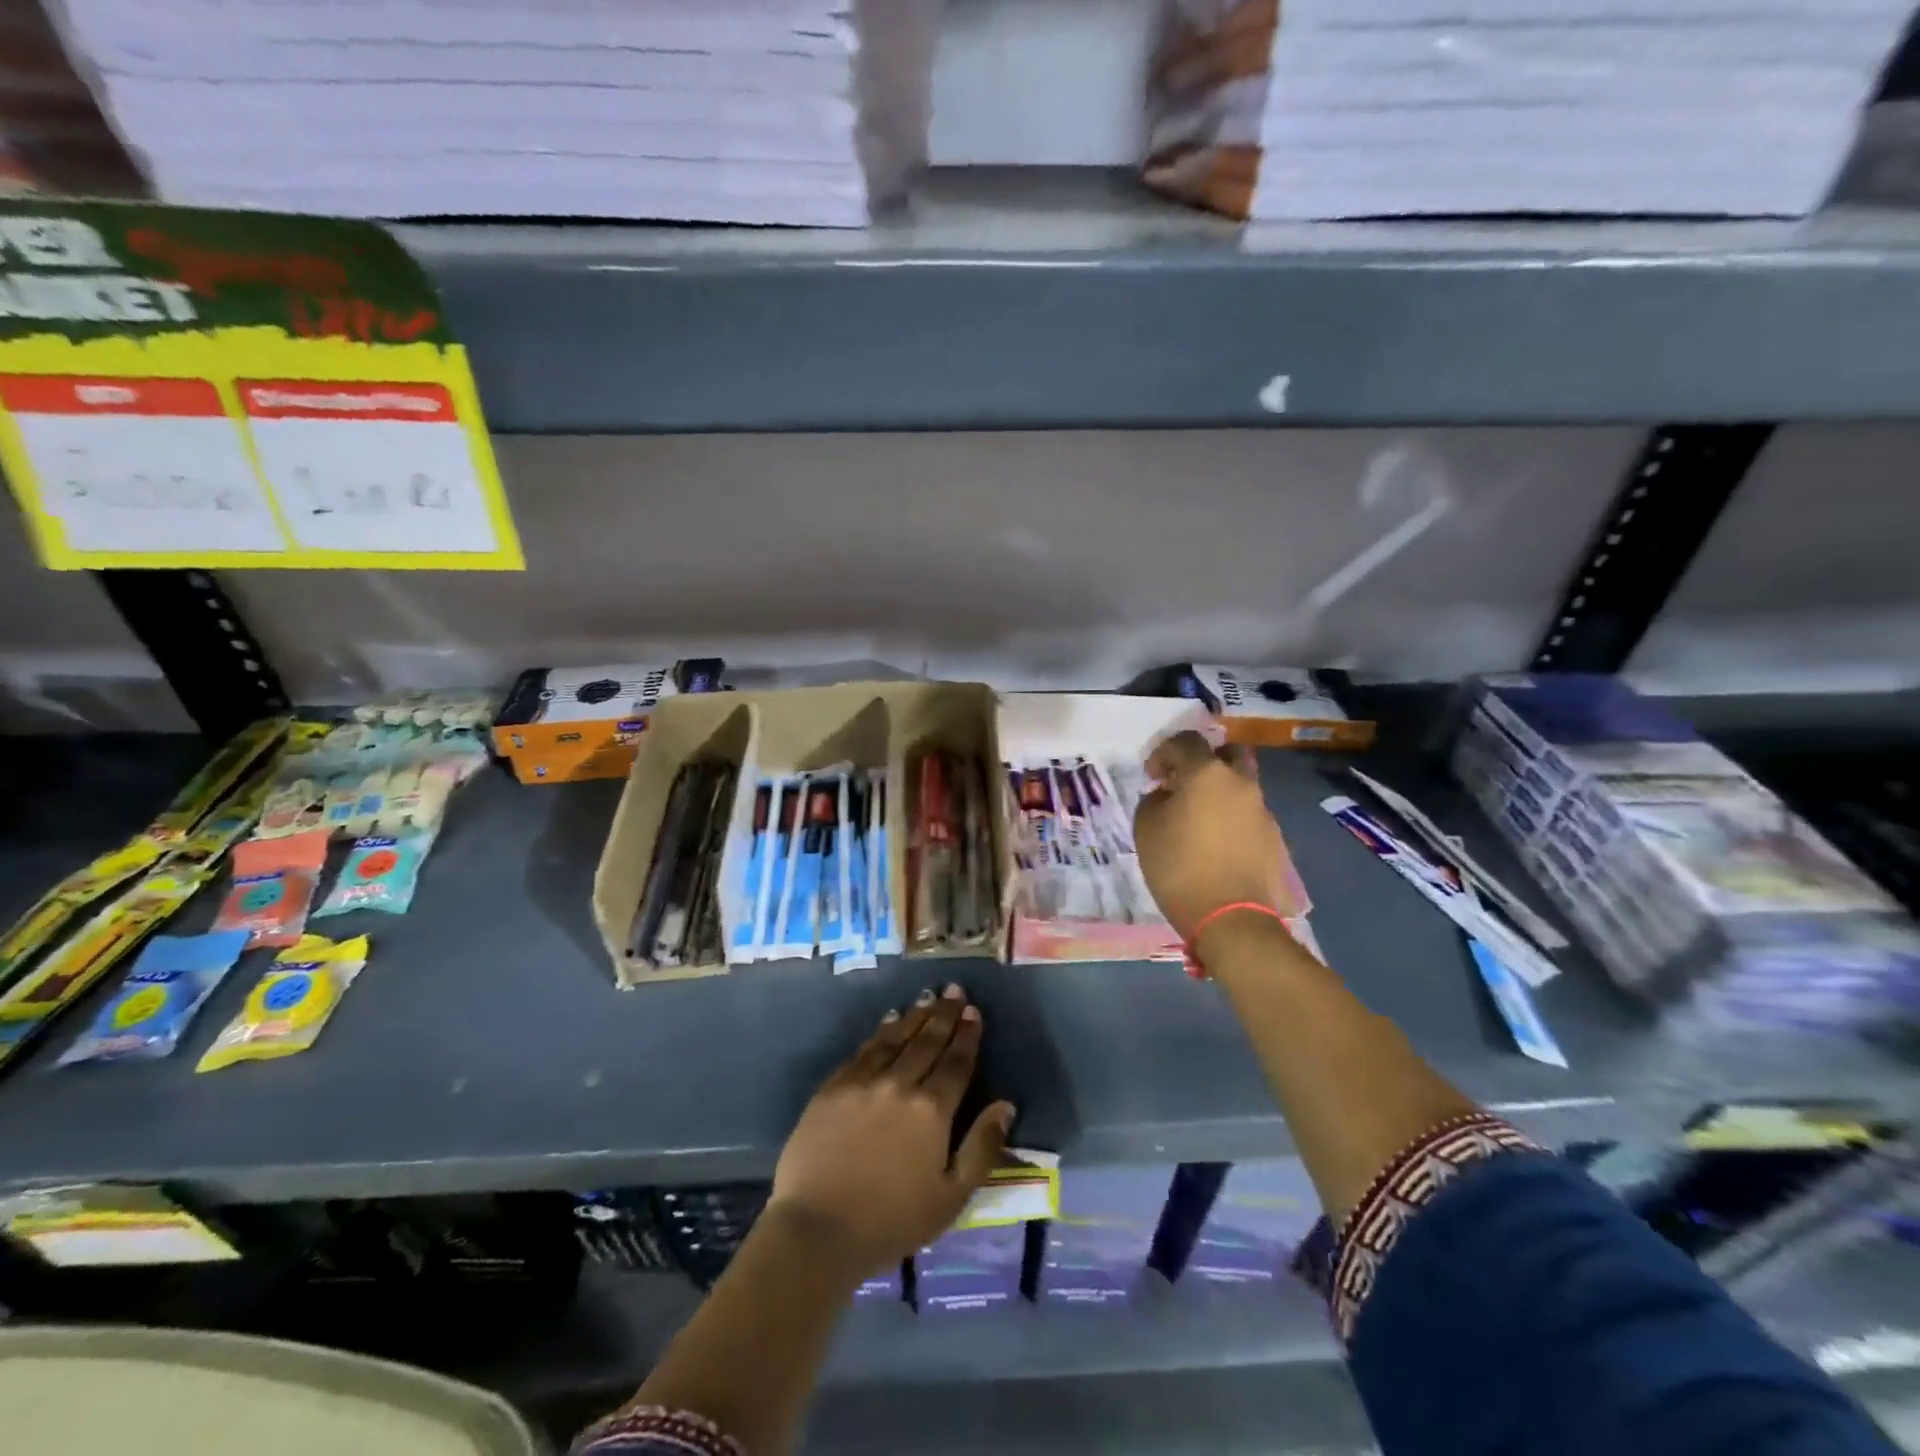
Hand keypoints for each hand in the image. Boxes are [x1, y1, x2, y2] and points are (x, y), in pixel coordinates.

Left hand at [769, 984, 1014, 1278]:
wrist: (817, 1230)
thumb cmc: (892, 1221)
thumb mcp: (951, 1197)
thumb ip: (982, 1148)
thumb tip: (1006, 1106)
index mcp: (932, 1110)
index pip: (956, 1062)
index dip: (967, 1035)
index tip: (974, 1012)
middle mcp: (899, 1084)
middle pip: (927, 1041)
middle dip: (944, 1014)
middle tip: (955, 991)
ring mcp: (863, 1082)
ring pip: (895, 1038)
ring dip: (914, 1016)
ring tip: (927, 998)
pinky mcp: (833, 1088)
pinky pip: (863, 1050)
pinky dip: (880, 1032)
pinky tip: (888, 1021)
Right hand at [1134, 731, 1295, 939]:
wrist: (1232, 918)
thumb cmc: (1180, 868)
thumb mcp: (1146, 829)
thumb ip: (1154, 801)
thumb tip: (1166, 795)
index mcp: (1208, 773)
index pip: (1187, 741)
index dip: (1164, 752)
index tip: (1152, 775)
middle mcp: (1241, 783)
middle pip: (1228, 753)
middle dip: (1205, 761)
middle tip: (1184, 783)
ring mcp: (1262, 810)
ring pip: (1240, 785)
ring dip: (1219, 792)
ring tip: (1198, 820)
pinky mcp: (1274, 838)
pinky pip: (1248, 815)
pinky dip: (1231, 818)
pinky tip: (1216, 844)